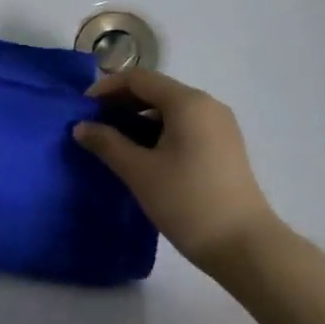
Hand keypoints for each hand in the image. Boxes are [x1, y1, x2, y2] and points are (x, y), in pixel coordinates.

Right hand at [72, 67, 281, 268]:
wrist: (243, 245)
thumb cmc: (187, 201)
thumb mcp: (139, 172)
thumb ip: (107, 143)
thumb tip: (81, 126)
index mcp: (188, 102)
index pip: (138, 78)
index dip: (106, 89)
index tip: (82, 110)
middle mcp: (207, 105)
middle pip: (156, 90)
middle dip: (121, 103)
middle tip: (93, 127)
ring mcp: (219, 126)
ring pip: (170, 109)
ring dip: (138, 119)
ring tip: (113, 143)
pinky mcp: (224, 146)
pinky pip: (184, 126)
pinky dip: (158, 132)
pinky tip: (142, 156)